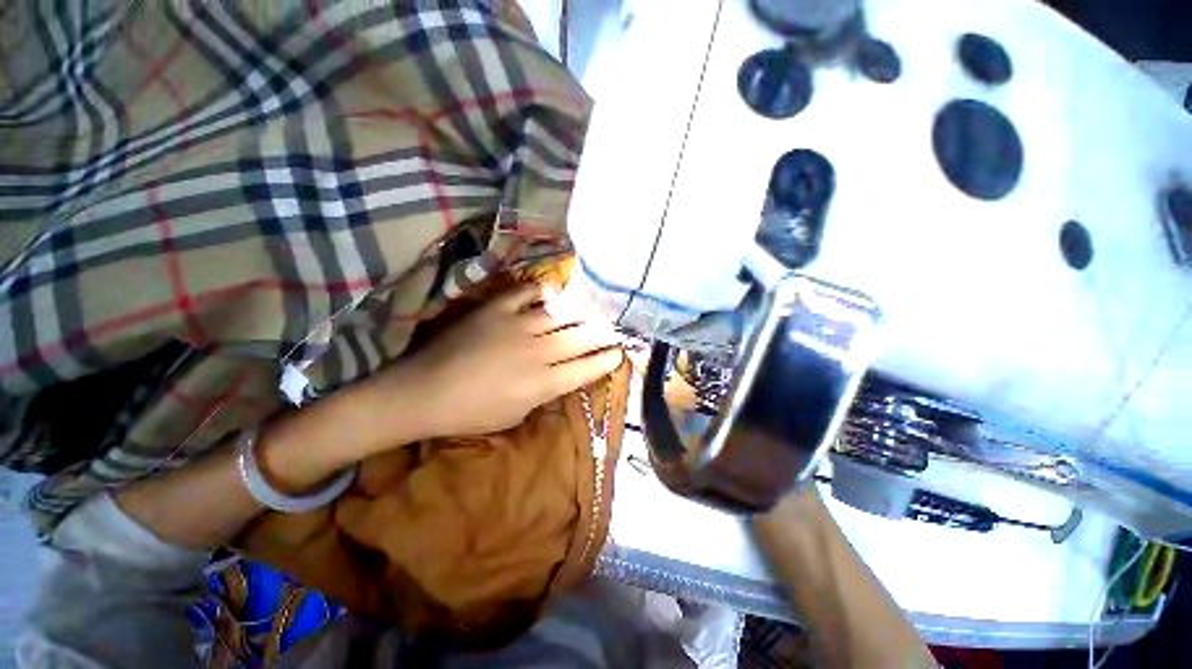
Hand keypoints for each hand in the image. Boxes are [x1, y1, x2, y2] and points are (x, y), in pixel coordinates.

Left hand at [365, 284, 623, 441]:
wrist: (424, 392)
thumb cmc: (470, 413)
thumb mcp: (515, 416)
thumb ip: (543, 394)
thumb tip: (559, 376)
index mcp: (542, 383)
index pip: (586, 369)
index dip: (606, 360)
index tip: (619, 353)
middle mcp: (537, 352)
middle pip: (580, 338)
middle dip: (602, 333)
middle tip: (614, 328)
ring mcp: (517, 327)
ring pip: (560, 314)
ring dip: (580, 312)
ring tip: (591, 309)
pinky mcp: (496, 310)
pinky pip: (525, 293)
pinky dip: (540, 290)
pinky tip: (549, 292)